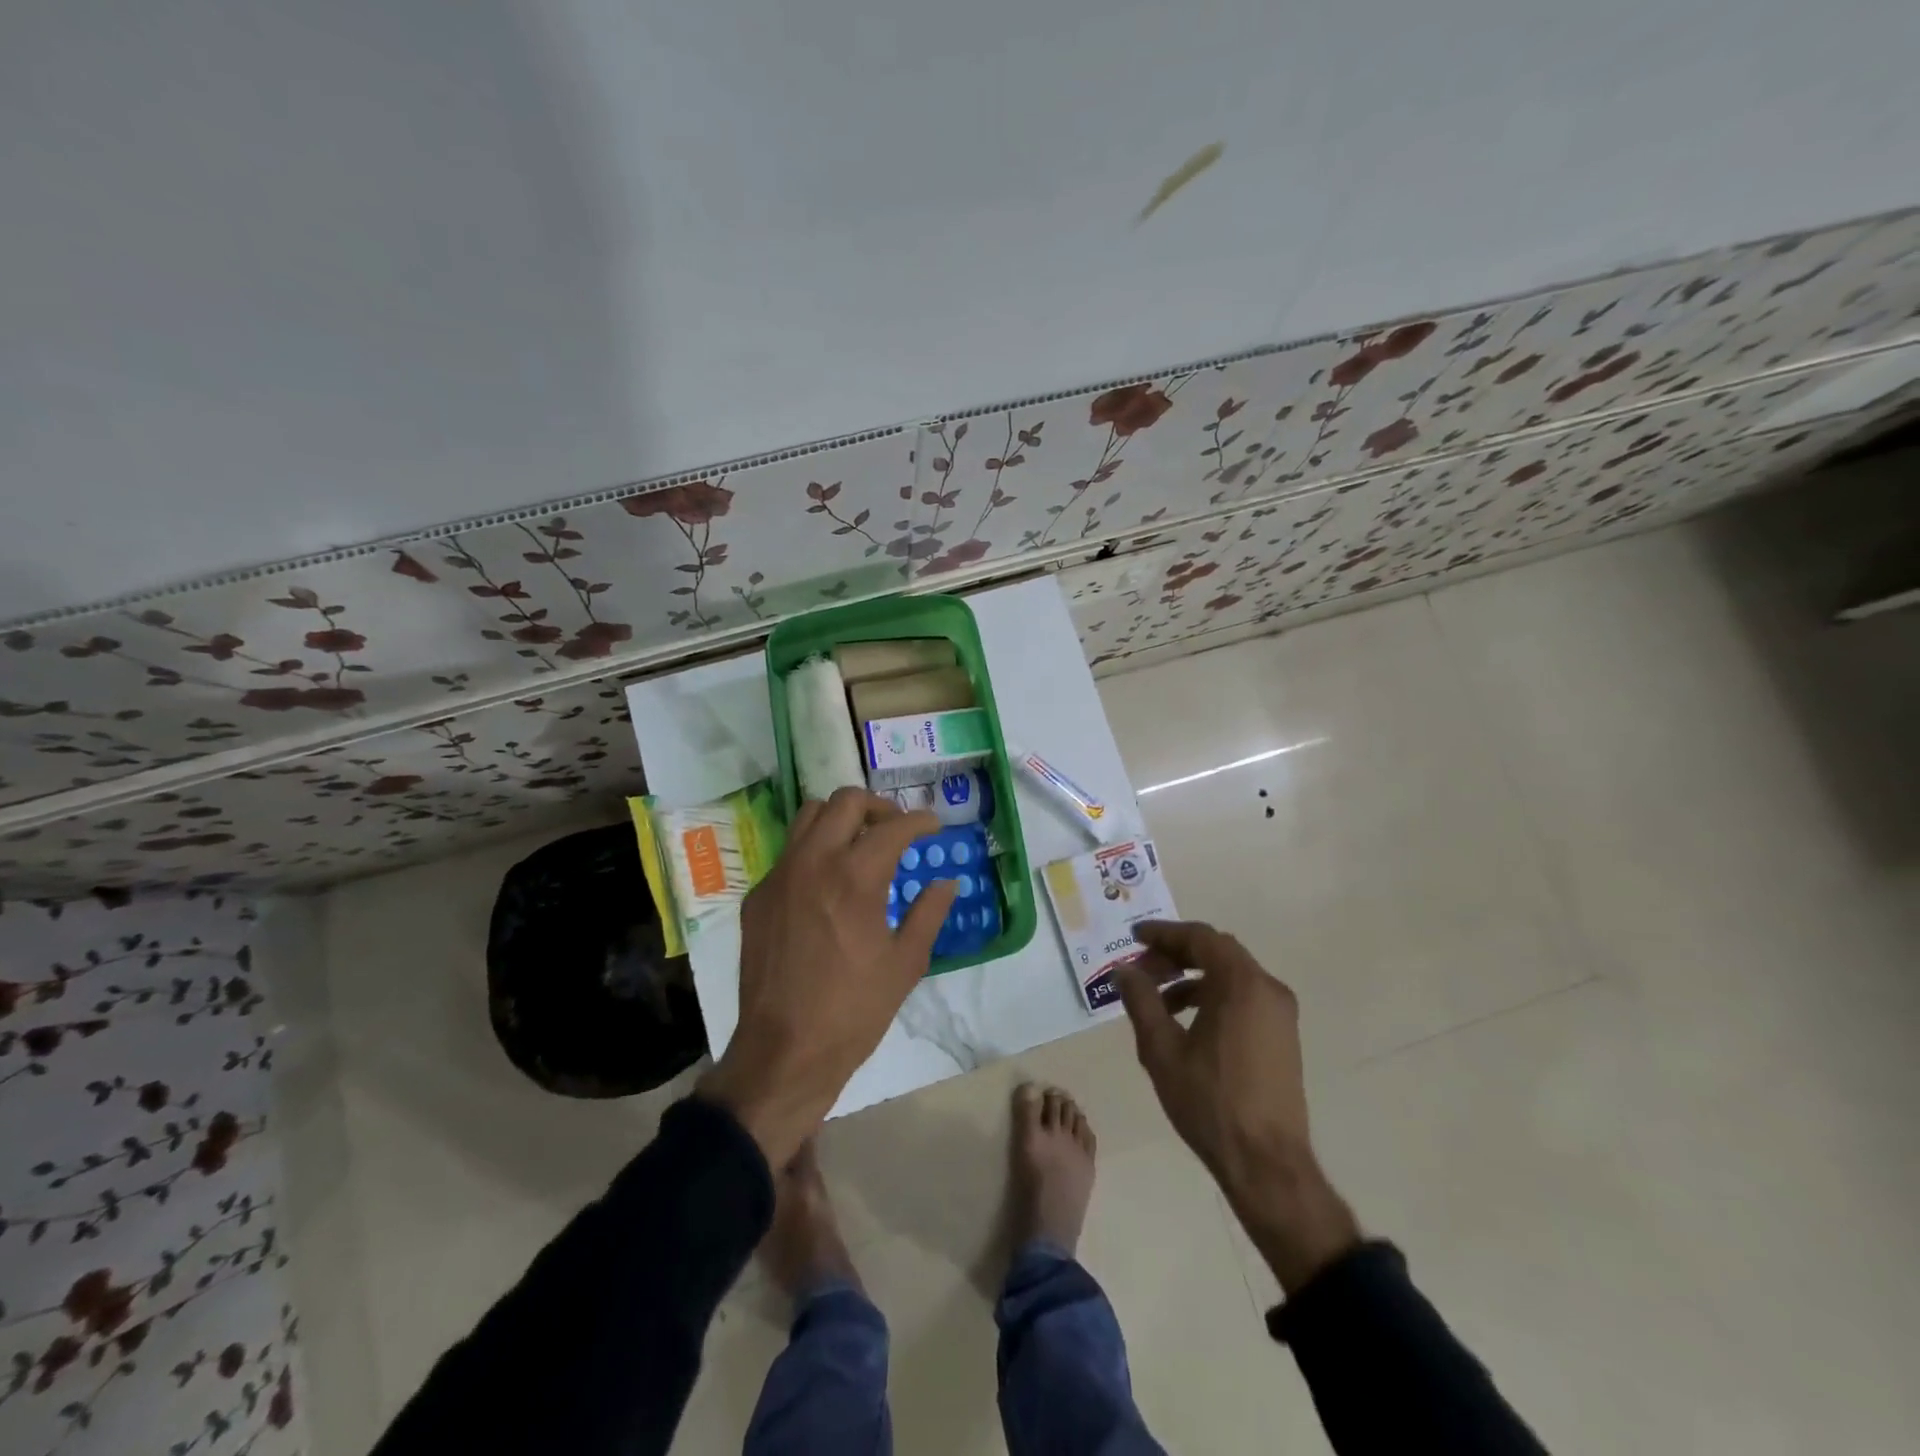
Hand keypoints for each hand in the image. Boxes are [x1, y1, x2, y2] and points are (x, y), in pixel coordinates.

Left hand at [699, 787, 958, 1166]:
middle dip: (878, 808)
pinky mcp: (757, 897)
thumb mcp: (905, 963)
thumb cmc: (853, 1010)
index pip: (893, 827)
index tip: (933, 827)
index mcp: (855, 877)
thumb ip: (928, 913)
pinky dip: (814, 851)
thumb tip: (946, 882)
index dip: (920, 821)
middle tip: (896, 830)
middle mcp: (812, 862)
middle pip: (845, 802)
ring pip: (808, 817)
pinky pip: (789, 854)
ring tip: (860, 845)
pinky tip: (827, 885)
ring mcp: (778, 877)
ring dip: (840, 820)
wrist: (784, 1052)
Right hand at [1117, 920, 1358, 1294]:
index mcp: (1242, 984)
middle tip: (1141, 969)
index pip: (1199, 938)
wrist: (1267, 1164)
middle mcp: (1267, 989)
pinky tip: (1185, 1022)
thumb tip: (1123, 971)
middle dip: (1175, 955)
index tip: (1133, 937)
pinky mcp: (1282, 1036)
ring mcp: (1280, 1013)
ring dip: (1191, 978)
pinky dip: (1212, 996)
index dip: (1163, 934)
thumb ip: (1141, 1001)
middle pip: (1216, 952)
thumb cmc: (1210, 1102)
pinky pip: (1242, 997)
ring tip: (1157, 1000)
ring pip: (1230, 975)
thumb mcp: (1162, 1049)